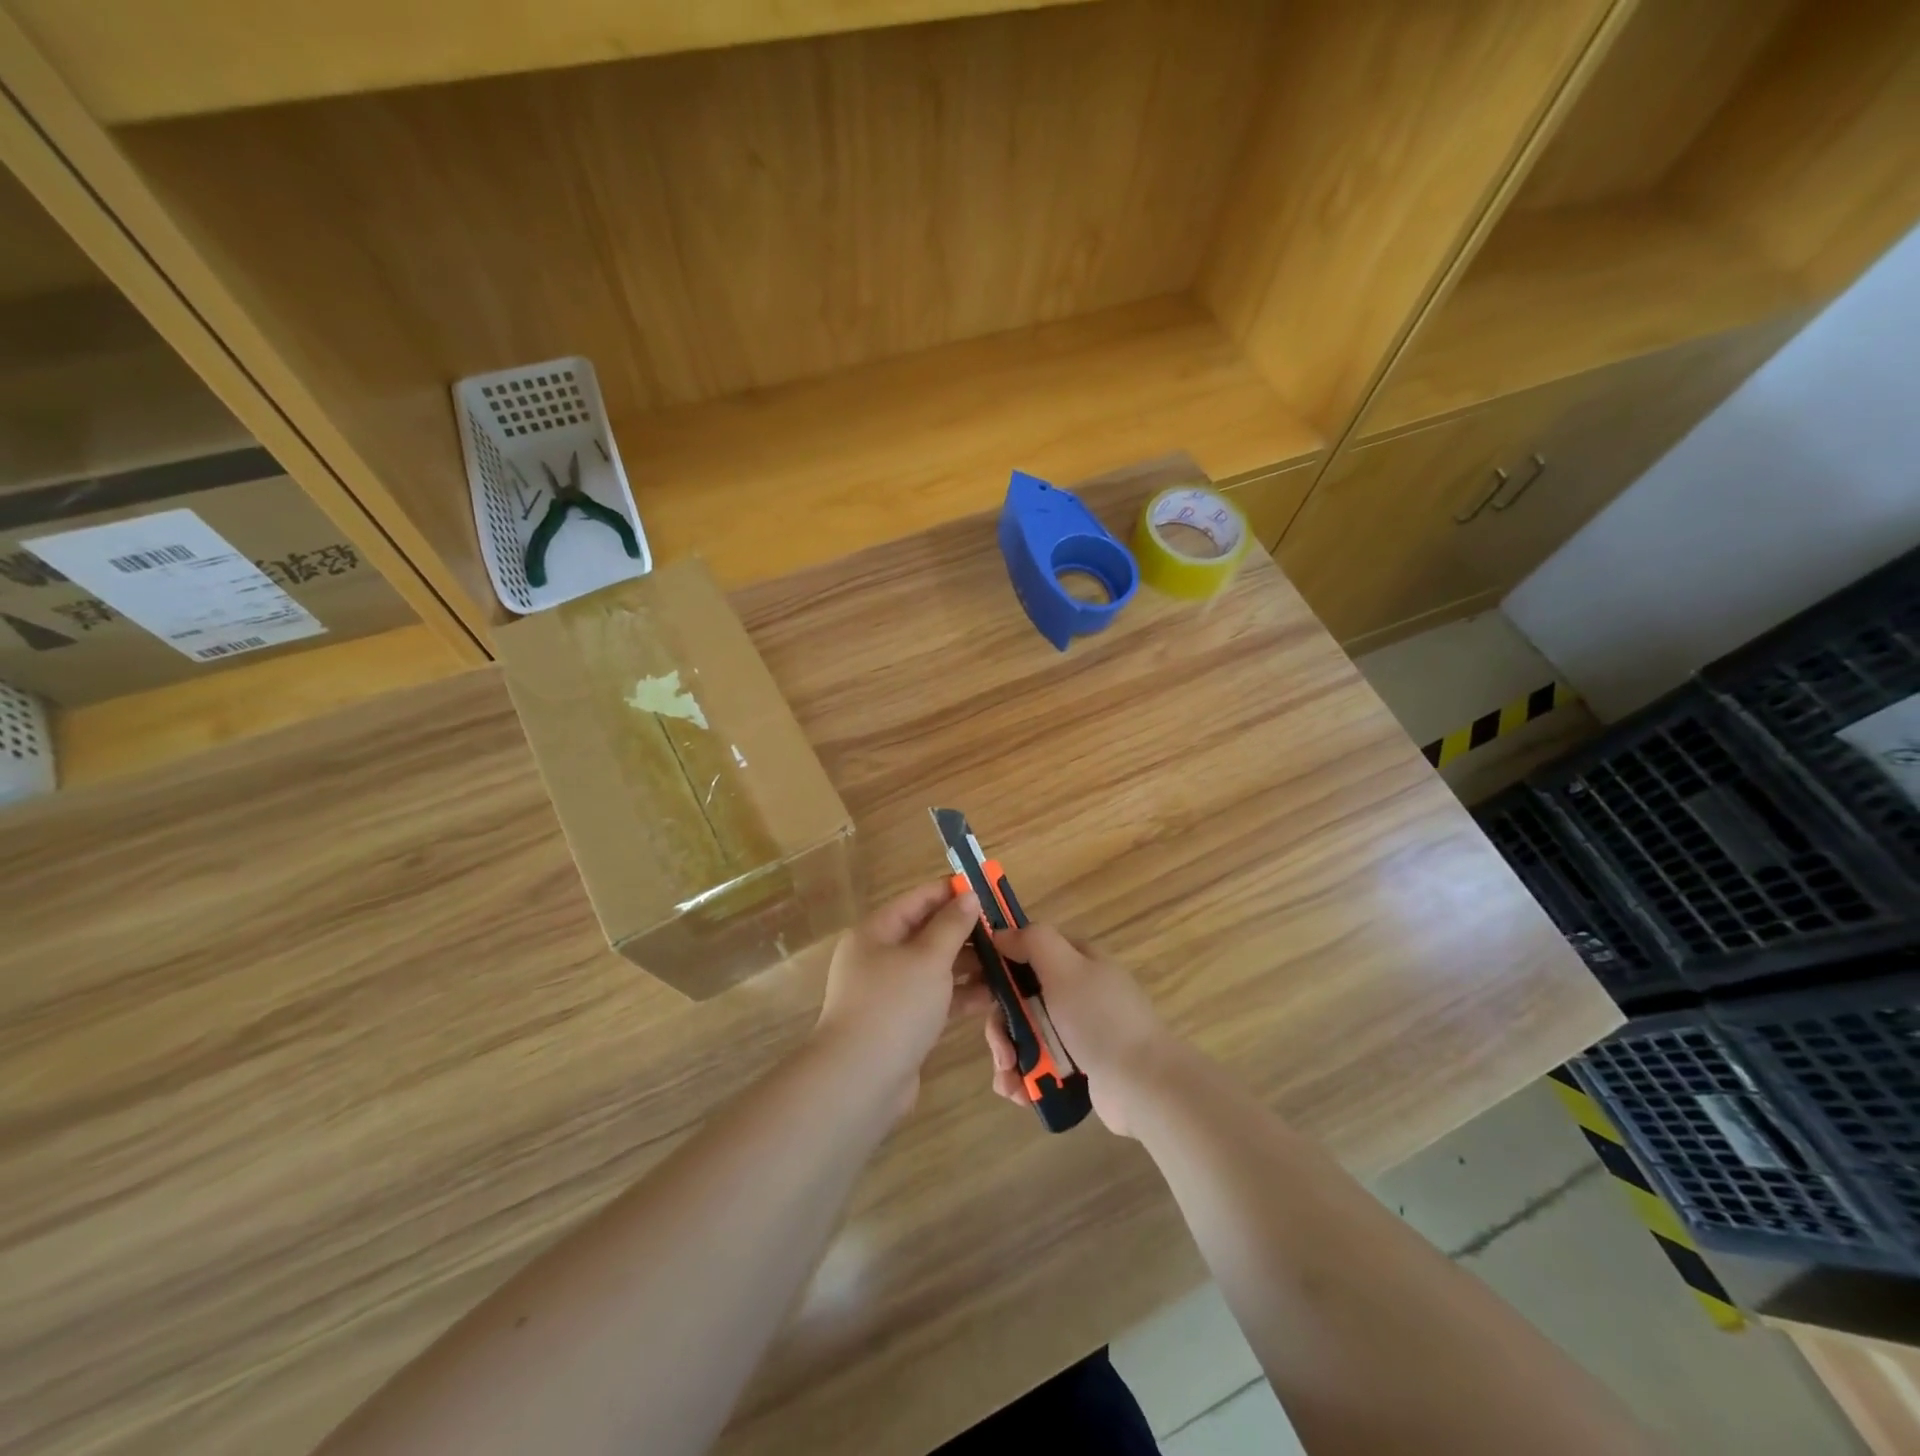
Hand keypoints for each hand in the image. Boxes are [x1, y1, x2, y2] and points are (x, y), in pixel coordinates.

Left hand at [815, 881, 989, 1113]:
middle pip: (927, 933)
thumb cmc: (894, 1006)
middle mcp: (879, 957)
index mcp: (876, 932)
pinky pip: (935, 998)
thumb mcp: (928, 958)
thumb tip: (969, 896)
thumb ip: (952, 926)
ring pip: (934, 968)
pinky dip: (960, 995)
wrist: (860, 1081)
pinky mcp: (901, 1022)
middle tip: (1005, 932)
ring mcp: (890, 992)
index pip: (918, 899)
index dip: (952, 892)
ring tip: (1007, 962)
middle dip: (965, 932)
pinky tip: (993, 996)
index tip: (988, 890)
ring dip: (967, 964)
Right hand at [981, 925, 1175, 1137]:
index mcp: (1077, 961)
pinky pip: (1039, 1063)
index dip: (1000, 965)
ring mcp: (1077, 1030)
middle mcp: (1076, 991)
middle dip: (1001, 1026)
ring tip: (1010, 1081)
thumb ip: (1033, 942)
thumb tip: (1001, 932)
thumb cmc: (1100, 1019)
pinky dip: (1025, 1077)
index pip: (1029, 951)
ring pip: (1025, 1034)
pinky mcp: (1077, 1065)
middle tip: (1001, 1052)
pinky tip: (1020, 1094)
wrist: (1143, 1085)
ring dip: (1009, 1057)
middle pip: (1020, 998)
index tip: (976, 988)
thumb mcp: (1066, 968)